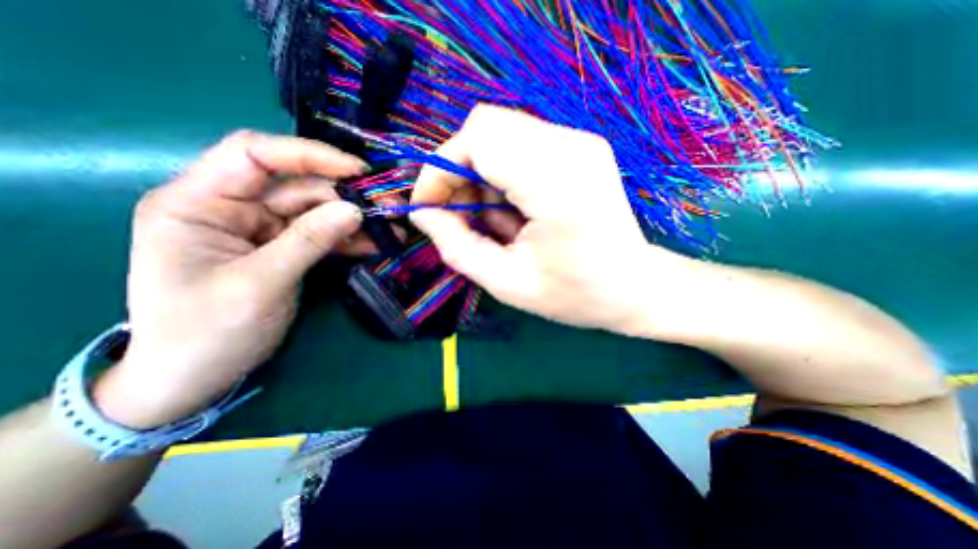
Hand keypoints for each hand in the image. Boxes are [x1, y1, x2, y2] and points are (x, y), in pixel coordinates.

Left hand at [95, 131, 369, 429]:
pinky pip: (323, 235)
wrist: (196, 377)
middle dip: (346, 194)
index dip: (309, 155)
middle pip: (297, 185)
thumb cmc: (206, 332)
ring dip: (355, 219)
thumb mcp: (259, 284)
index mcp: (199, 202)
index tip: (357, 171)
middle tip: (389, 207)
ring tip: (392, 229)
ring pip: (317, 211)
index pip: (255, 154)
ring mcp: (262, 229)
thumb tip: (355, 210)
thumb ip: (308, 242)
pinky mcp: (285, 248)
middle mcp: (232, 207)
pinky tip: (376, 245)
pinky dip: (350, 239)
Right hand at [411, 103, 698, 333]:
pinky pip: (520, 143)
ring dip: (478, 172)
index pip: (478, 141)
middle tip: (456, 213)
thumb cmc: (575, 294)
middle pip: (485, 126)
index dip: (440, 170)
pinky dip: (500, 171)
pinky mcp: (580, 146)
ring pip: (500, 132)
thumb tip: (423, 214)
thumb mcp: (508, 283)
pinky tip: (510, 208)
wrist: (635, 287)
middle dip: (456, 169)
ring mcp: (579, 141)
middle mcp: (571, 147)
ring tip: (487, 218)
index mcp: (556, 184)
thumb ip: (457, 247)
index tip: (428, 207)